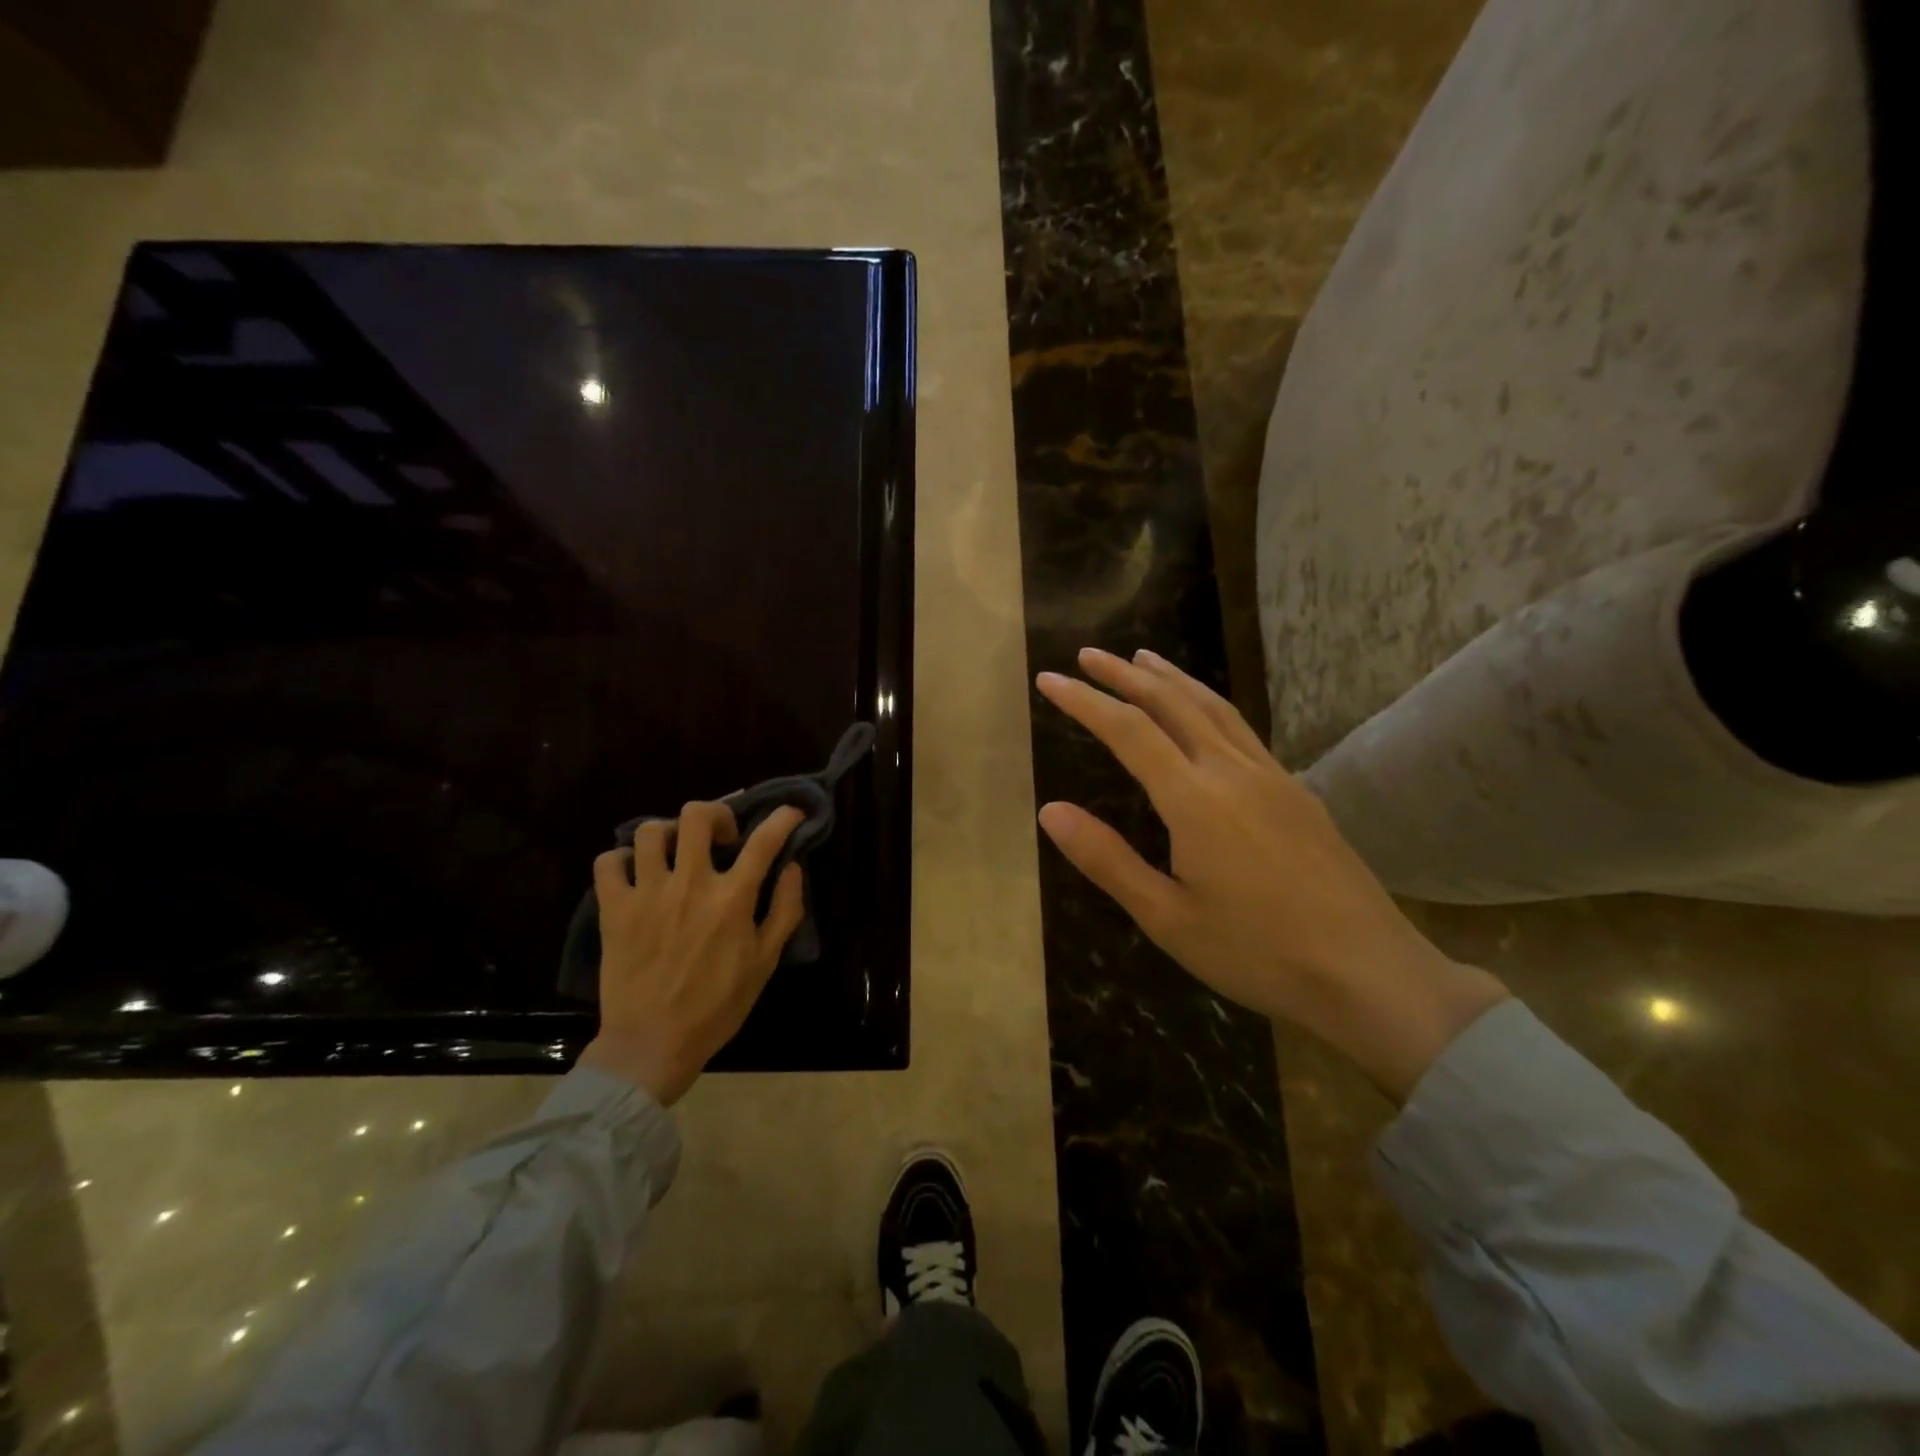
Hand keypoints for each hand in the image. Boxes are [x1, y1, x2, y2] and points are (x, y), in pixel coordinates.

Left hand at [578, 802, 805, 1104]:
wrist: (652, 1044)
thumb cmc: (717, 1006)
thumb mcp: (765, 962)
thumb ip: (785, 910)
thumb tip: (792, 868)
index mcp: (732, 899)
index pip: (764, 840)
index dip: (783, 818)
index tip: (790, 813)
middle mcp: (690, 884)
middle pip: (697, 816)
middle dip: (716, 813)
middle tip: (721, 837)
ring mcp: (647, 894)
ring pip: (651, 831)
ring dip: (669, 833)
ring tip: (676, 853)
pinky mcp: (613, 909)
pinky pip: (608, 863)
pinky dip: (622, 859)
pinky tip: (636, 873)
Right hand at [1036, 648, 1507, 1100]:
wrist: (1369, 972)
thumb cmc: (1257, 952)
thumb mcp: (1167, 918)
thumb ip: (1107, 859)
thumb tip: (1050, 811)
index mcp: (1195, 800)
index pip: (1129, 730)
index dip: (1085, 700)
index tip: (1049, 679)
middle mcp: (1233, 771)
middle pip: (1173, 703)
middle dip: (1125, 674)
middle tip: (1088, 654)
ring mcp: (1272, 776)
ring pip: (1213, 707)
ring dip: (1172, 678)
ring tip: (1143, 658)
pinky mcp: (1297, 790)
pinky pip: (1241, 727)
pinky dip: (1208, 702)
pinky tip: (1203, 713)